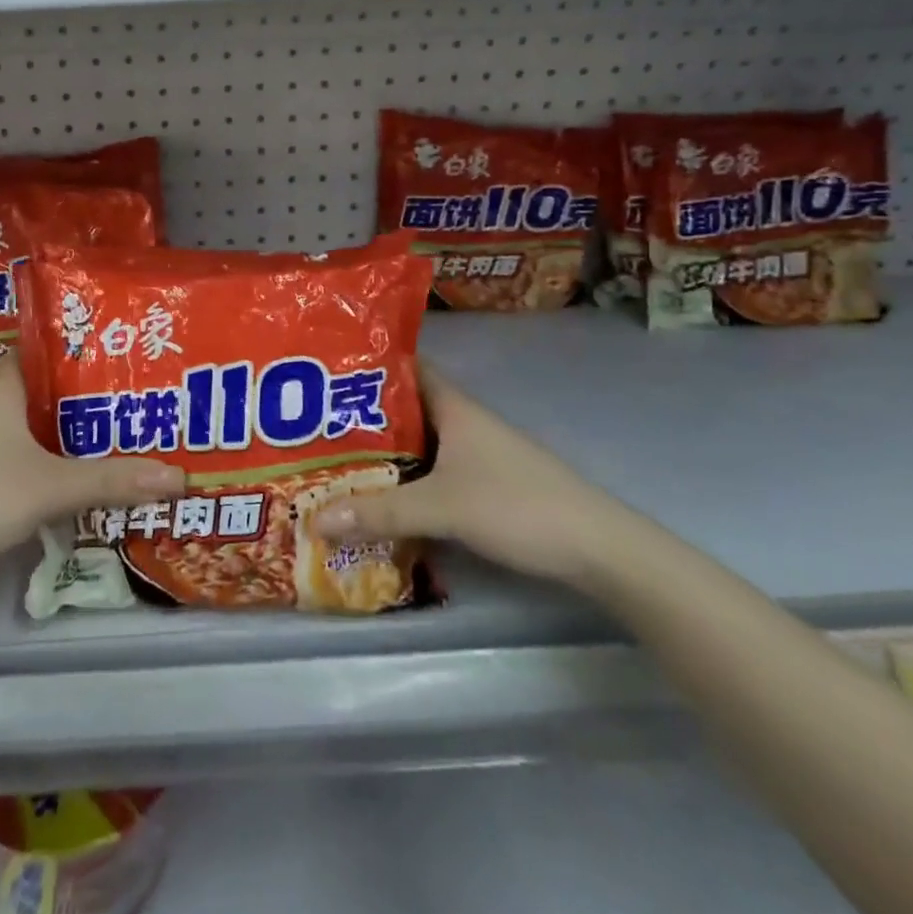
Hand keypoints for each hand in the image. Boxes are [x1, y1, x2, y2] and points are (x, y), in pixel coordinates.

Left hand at [0, 356, 183, 593]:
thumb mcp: (50, 488)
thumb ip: (112, 481)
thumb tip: (180, 476)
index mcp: (7, 384)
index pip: (57, 346)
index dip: (97, 346)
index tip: (141, 353)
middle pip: (59, 387)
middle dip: (102, 394)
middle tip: (154, 396)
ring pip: (48, 422)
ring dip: (85, 429)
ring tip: (138, 431)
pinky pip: (37, 450)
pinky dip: (66, 456)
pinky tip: (96, 471)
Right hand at [314, 362, 638, 592]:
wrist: (598, 549)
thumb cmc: (517, 506)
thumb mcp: (441, 507)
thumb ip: (379, 512)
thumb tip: (314, 518)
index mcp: (455, 407)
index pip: (407, 368)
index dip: (370, 364)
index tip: (328, 370)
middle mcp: (464, 423)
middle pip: (405, 409)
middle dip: (363, 415)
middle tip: (315, 423)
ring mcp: (477, 455)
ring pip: (418, 443)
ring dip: (383, 451)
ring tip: (335, 459)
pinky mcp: (485, 486)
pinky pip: (432, 472)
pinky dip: (405, 479)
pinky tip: (380, 496)